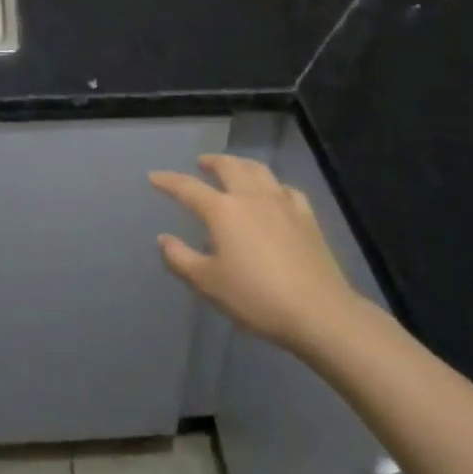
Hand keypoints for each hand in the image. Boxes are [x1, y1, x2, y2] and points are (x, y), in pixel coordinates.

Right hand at [151, 154, 365, 359]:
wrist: (318, 312)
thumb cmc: (256, 298)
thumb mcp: (209, 284)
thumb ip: (181, 259)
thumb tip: (163, 239)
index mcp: (222, 210)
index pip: (187, 187)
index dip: (168, 181)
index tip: (154, 176)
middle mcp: (250, 196)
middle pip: (228, 166)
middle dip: (211, 161)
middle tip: (201, 163)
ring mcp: (281, 202)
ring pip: (258, 170)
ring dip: (241, 164)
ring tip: (234, 167)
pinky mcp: (306, 215)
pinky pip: (286, 189)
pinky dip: (273, 185)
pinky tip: (274, 193)